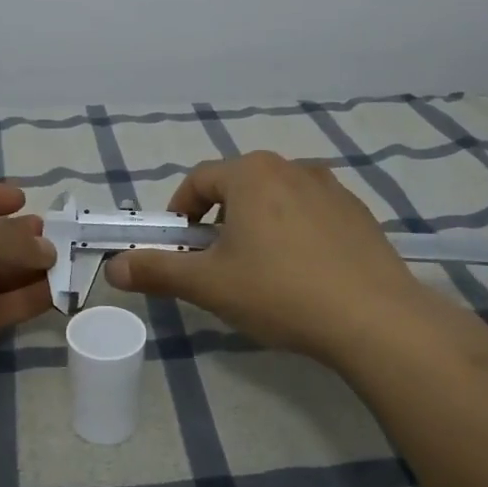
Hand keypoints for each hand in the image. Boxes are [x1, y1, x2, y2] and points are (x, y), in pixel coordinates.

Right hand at [104, 152, 428, 363]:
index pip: (198, 180)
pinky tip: (302, 273)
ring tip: (260, 269)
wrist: (375, 319)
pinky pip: (311, 213)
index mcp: (251, 174)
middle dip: (218, 219)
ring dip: (257, 224)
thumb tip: (113, 267)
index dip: (179, 212)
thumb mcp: (209, 285)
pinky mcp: (359, 213)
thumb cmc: (280, 292)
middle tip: (217, 262)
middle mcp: (291, 167)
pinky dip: (295, 233)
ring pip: (276, 198)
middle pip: (238, 185)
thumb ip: (157, 271)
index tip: (179, 246)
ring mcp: (331, 188)